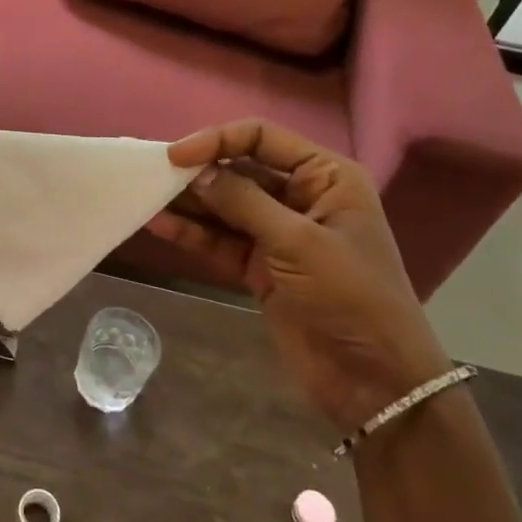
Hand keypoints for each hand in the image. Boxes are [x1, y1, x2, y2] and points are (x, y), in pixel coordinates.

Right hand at [147, 120, 451, 432]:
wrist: (375, 383)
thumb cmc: (351, 298)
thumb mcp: (299, 242)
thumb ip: (244, 202)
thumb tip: (197, 173)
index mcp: (325, 176)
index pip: (262, 138)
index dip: (218, 140)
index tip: (176, 156)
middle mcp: (300, 196)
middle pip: (239, 169)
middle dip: (198, 171)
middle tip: (152, 175)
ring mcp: (278, 233)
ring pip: (225, 205)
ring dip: (189, 202)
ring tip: (146, 196)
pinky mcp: (260, 266)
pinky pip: (220, 239)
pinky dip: (192, 232)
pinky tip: (159, 224)